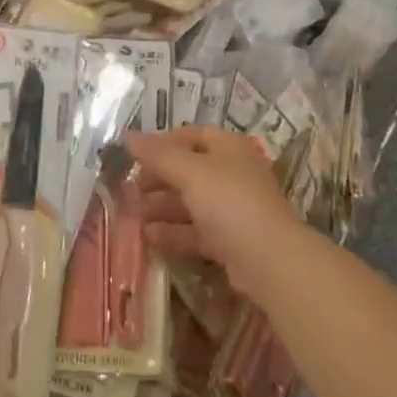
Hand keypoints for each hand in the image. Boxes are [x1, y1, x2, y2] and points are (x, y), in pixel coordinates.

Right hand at [124, 126, 302, 300]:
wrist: (269, 261)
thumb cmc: (230, 202)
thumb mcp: (190, 172)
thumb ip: (158, 154)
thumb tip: (127, 135)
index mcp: (229, 149)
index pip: (193, 135)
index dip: (164, 141)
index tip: (136, 154)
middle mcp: (233, 174)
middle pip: (189, 170)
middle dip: (158, 178)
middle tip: (129, 188)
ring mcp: (233, 209)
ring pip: (191, 202)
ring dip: (161, 207)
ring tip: (132, 214)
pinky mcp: (230, 241)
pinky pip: (196, 231)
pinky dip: (173, 232)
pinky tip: (148, 236)